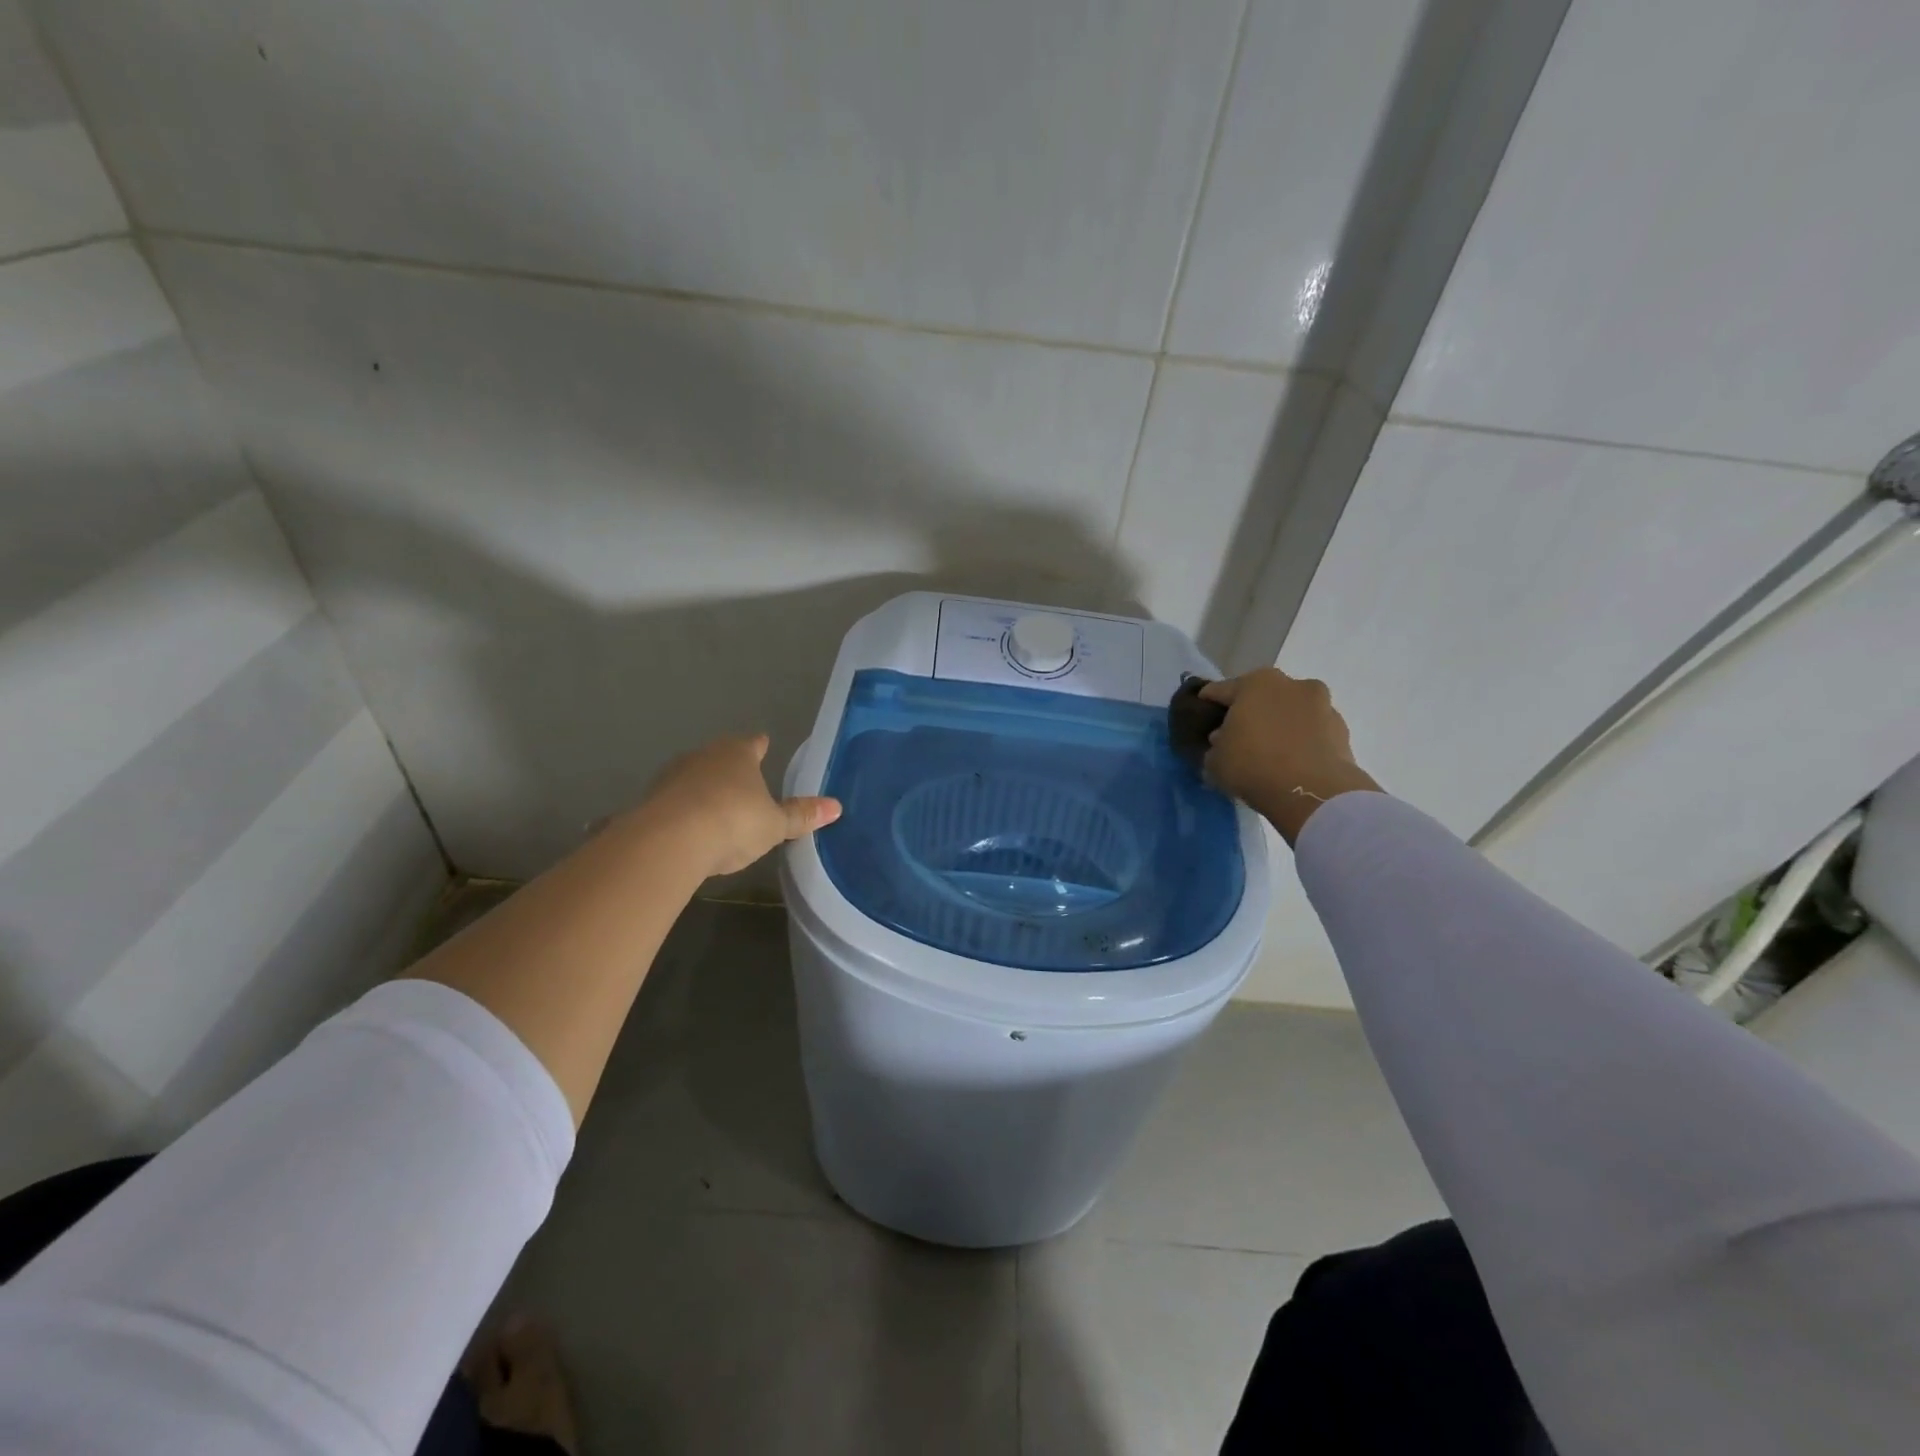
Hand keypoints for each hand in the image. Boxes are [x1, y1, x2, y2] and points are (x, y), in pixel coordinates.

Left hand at [632, 734, 840, 877]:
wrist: (668, 841)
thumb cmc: (733, 822)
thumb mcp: (774, 825)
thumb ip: (801, 815)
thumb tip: (836, 806)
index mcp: (737, 754)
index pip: (753, 744)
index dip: (760, 746)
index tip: (763, 744)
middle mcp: (703, 756)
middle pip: (720, 757)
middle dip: (730, 768)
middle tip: (743, 782)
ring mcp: (672, 776)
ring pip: (694, 777)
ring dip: (703, 789)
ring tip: (715, 808)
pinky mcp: (649, 800)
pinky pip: (673, 802)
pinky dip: (682, 811)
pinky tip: (688, 829)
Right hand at [1199, 669, 1379, 843]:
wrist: (1312, 791)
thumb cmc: (1253, 765)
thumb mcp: (1215, 760)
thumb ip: (1215, 746)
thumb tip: (1223, 742)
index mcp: (1255, 682)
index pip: (1221, 690)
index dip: (1208, 704)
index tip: (1201, 717)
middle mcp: (1291, 684)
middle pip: (1261, 697)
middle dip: (1249, 713)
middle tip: (1237, 737)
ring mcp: (1322, 705)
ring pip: (1290, 712)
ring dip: (1279, 726)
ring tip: (1269, 753)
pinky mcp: (1342, 730)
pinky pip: (1311, 733)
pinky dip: (1301, 742)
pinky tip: (1292, 763)